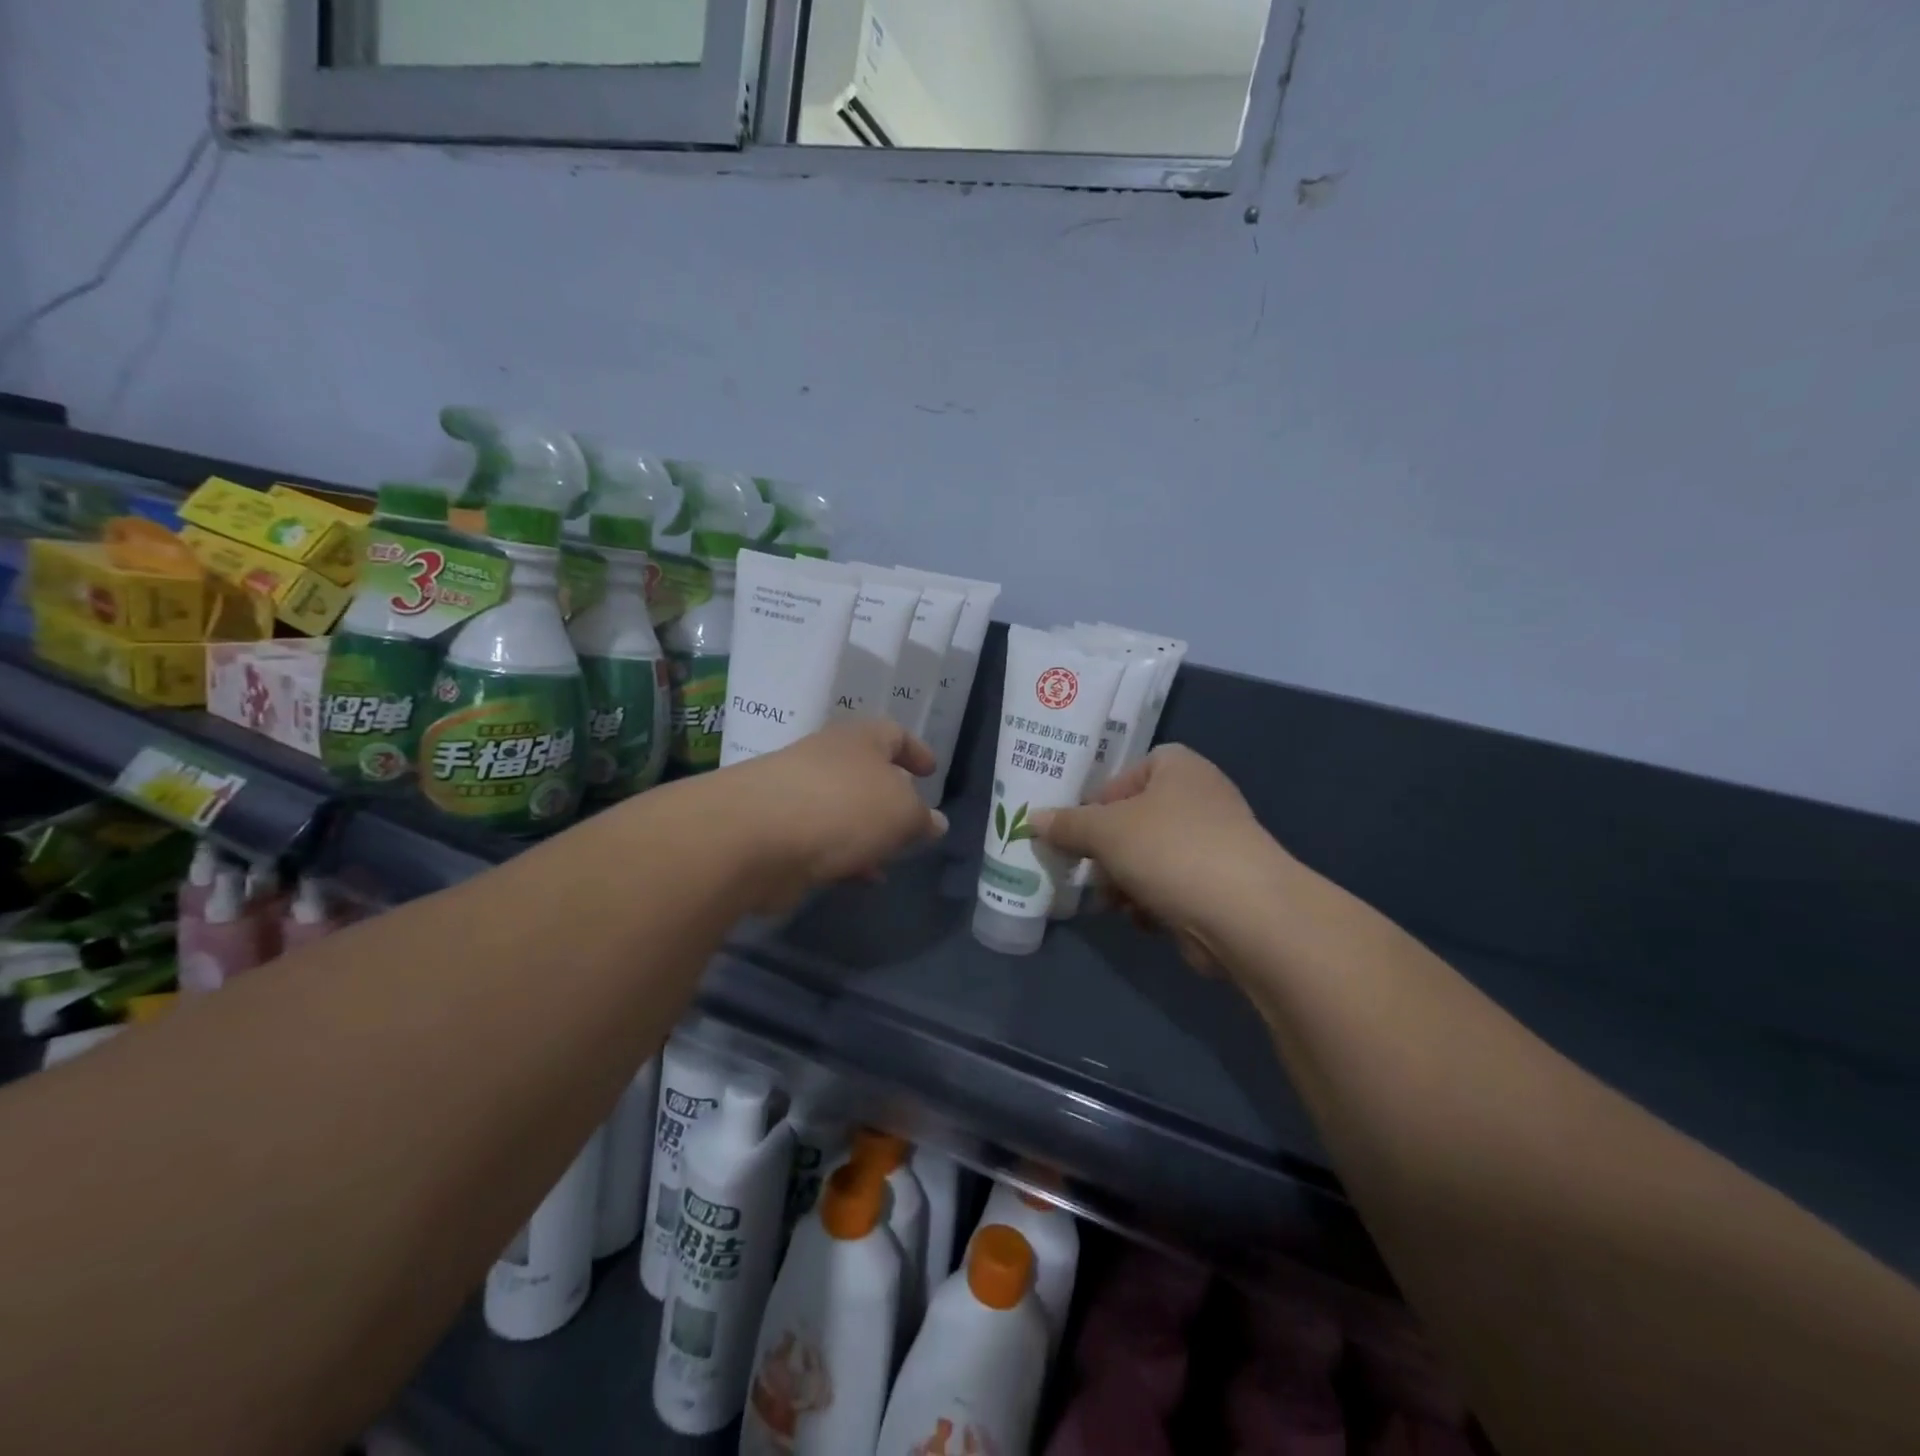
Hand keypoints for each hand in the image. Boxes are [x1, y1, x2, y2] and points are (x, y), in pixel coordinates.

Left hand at [714, 719, 947, 908]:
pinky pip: (822, 840)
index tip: (931, 771)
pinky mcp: (778, 831)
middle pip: (866, 772)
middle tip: (913, 819)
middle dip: (890, 797)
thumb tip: (936, 822)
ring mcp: (797, 794)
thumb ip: (922, 818)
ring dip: (868, 832)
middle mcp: (826, 759)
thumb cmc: (842, 807)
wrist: (753, 836)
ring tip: (892, 857)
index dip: (916, 750)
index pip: (894, 733)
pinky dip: (845, 856)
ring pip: (844, 810)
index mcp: (859, 739)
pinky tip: (861, 880)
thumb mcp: (902, 812)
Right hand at [1033, 745, 1282, 971]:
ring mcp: (1215, 844)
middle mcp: (1202, 799)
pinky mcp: (1221, 886)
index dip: (1105, 794)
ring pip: (1150, 857)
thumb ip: (1067, 825)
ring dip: (1124, 880)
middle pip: (1138, 818)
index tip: (1082, 824)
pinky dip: (1152, 900)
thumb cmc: (1169, 850)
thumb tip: (1032, 819)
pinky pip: (1172, 886)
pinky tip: (1141, 918)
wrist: (1245, 914)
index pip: (1135, 769)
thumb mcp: (1105, 831)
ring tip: (1110, 901)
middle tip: (1084, 868)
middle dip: (1107, 849)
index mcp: (1180, 768)